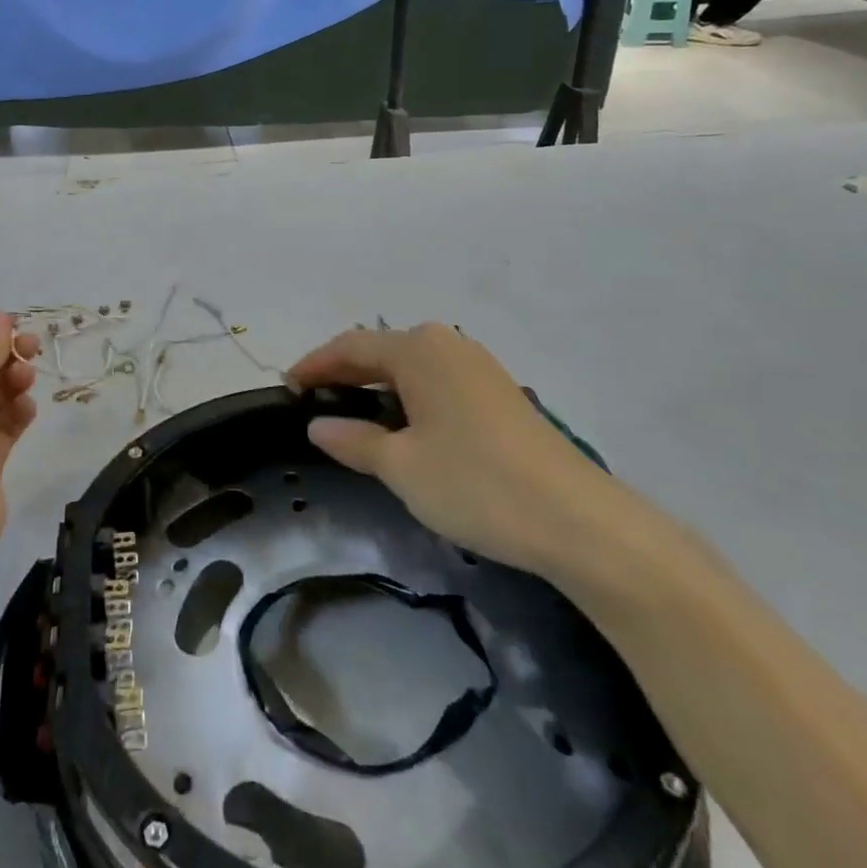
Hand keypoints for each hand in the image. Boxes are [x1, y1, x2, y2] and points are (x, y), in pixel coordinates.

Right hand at [289, 323, 626, 578]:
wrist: (579, 521)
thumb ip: (354, 440)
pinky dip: (407, 397)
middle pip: (381, 351)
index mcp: (418, 349)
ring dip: (377, 386)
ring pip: (411, 368)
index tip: (286, 388)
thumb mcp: (401, 466)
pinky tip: (403, 427)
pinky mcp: (500, 394)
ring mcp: (479, 367)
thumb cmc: (476, 484)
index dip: (314, 365)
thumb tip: (319, 425)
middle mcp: (448, 345)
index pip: (350, 347)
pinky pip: (436, 383)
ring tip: (351, 416)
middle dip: (344, 374)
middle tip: (313, 402)